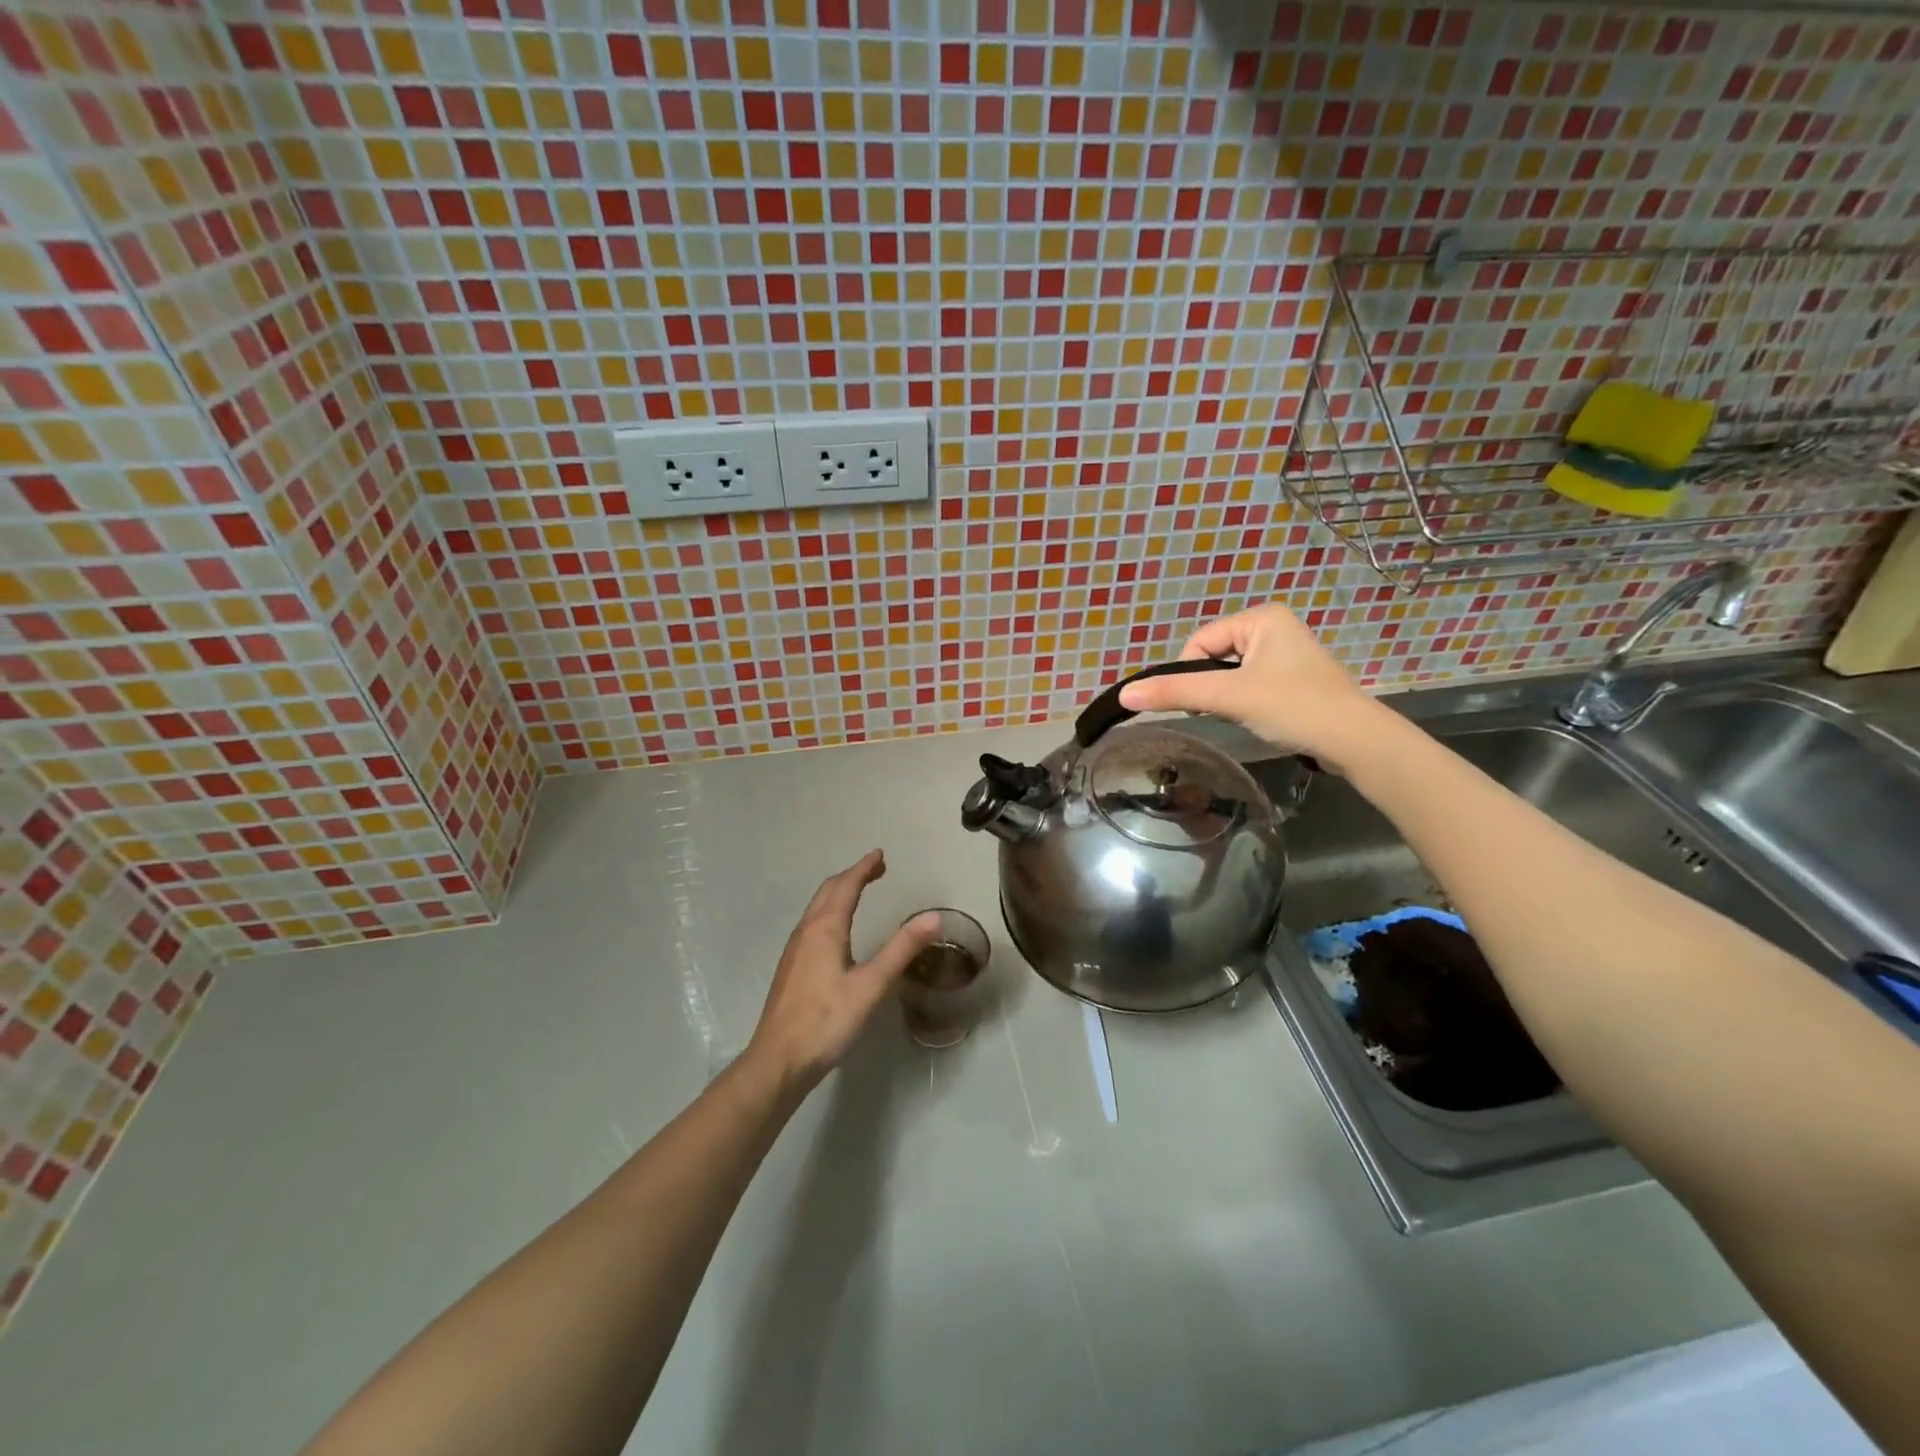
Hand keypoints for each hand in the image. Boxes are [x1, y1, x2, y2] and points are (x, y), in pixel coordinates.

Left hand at [744, 850, 939, 1093]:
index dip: (864, 868)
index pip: (847, 886)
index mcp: (825, 928)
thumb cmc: (827, 1020)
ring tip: (859, 892)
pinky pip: (812, 924)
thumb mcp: (872, 985)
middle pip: (828, 892)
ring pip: (817, 908)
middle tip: (876, 869)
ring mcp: (795, 950)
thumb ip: (902, 949)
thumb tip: (933, 917)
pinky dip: (830, 912)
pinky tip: (837, 932)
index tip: (880, 855)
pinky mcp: (791, 968)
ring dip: (839, 893)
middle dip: (852, 876)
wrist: (778, 1061)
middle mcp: (807, 931)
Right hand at [1117, 603, 1387, 771]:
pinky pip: (1250, 684)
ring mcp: (1286, 653)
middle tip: (1230, 710)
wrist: (1355, 742)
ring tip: (1248, 715)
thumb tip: (1124, 694)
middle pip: (1213, 657)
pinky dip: (1246, 703)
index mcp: (1261, 617)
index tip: (1206, 703)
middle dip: (1212, 687)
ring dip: (1228, 697)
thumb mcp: (1229, 697)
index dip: (1192, 676)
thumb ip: (1175, 693)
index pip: (1199, 643)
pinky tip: (1262, 718)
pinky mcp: (1293, 678)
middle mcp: (1274, 626)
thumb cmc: (1293, 707)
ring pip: (1230, 674)